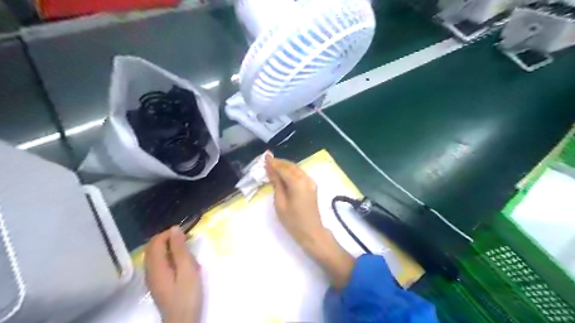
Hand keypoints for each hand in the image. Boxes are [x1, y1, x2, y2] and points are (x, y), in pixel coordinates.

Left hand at [145, 227, 202, 322]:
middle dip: (169, 239)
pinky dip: (170, 257)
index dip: (168, 233)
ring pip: (157, 255)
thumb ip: (180, 249)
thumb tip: (174, 229)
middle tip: (187, 240)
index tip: (185, 232)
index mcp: (156, 267)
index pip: (155, 242)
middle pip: (153, 248)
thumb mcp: (187, 269)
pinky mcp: (158, 283)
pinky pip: (160, 263)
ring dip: (170, 248)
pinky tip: (183, 263)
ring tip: (188, 251)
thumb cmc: (187, 294)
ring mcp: (153, 278)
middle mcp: (150, 271)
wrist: (183, 320)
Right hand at [264, 157, 325, 247]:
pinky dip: (291, 172)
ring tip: (273, 166)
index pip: (283, 168)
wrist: (312, 232)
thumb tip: (270, 170)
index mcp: (297, 182)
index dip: (273, 163)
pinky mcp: (312, 186)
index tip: (265, 157)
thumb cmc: (293, 221)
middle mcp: (306, 178)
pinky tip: (283, 174)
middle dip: (279, 163)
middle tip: (267, 160)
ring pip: (296, 169)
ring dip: (285, 166)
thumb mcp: (280, 203)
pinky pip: (300, 174)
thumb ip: (276, 184)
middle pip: (291, 166)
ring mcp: (311, 182)